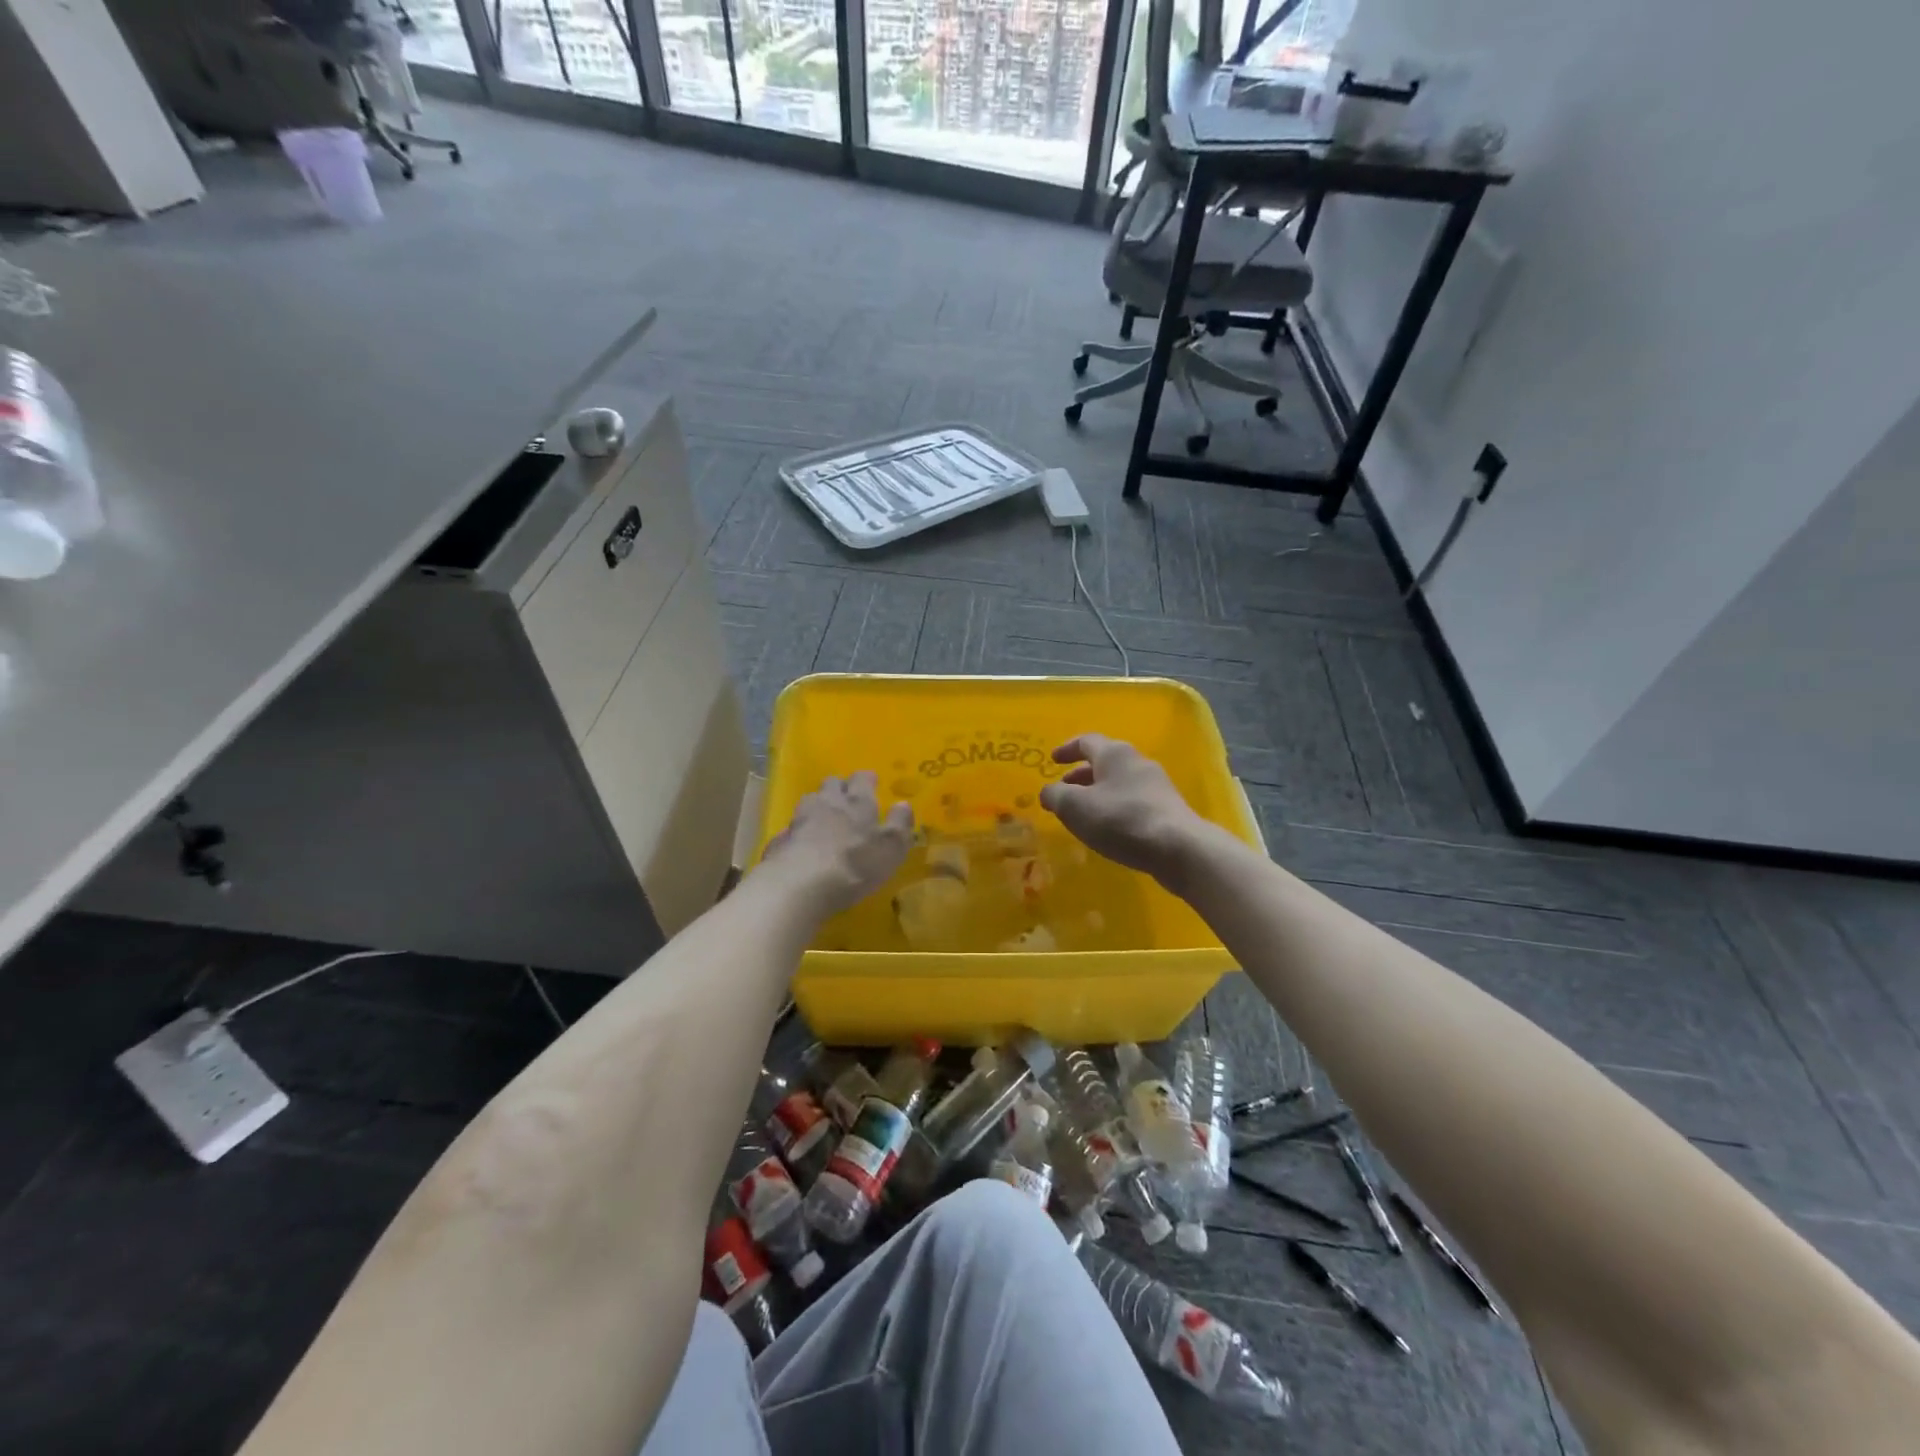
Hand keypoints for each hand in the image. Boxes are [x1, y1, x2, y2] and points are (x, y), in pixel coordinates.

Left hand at [761, 771, 913, 915]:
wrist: (801, 884)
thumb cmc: (856, 864)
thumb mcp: (891, 847)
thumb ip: (900, 823)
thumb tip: (904, 804)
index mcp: (858, 801)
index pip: (862, 778)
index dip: (867, 780)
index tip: (872, 783)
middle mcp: (828, 801)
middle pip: (832, 784)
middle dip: (840, 788)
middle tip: (847, 800)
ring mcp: (801, 818)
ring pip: (810, 801)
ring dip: (818, 806)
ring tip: (824, 820)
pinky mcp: (782, 839)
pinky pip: (793, 828)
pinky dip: (800, 832)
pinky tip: (804, 845)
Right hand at [1038, 735, 1207, 882]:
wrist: (1177, 848)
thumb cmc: (1120, 820)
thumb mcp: (1074, 807)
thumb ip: (1055, 796)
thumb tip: (1048, 792)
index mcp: (1114, 753)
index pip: (1086, 741)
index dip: (1066, 749)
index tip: (1052, 760)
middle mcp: (1137, 762)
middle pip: (1104, 762)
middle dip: (1081, 775)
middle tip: (1064, 790)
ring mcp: (1156, 785)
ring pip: (1119, 782)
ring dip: (1097, 793)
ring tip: (1083, 813)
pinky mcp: (1167, 809)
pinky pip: (1133, 801)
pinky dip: (1114, 808)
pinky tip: (1108, 828)